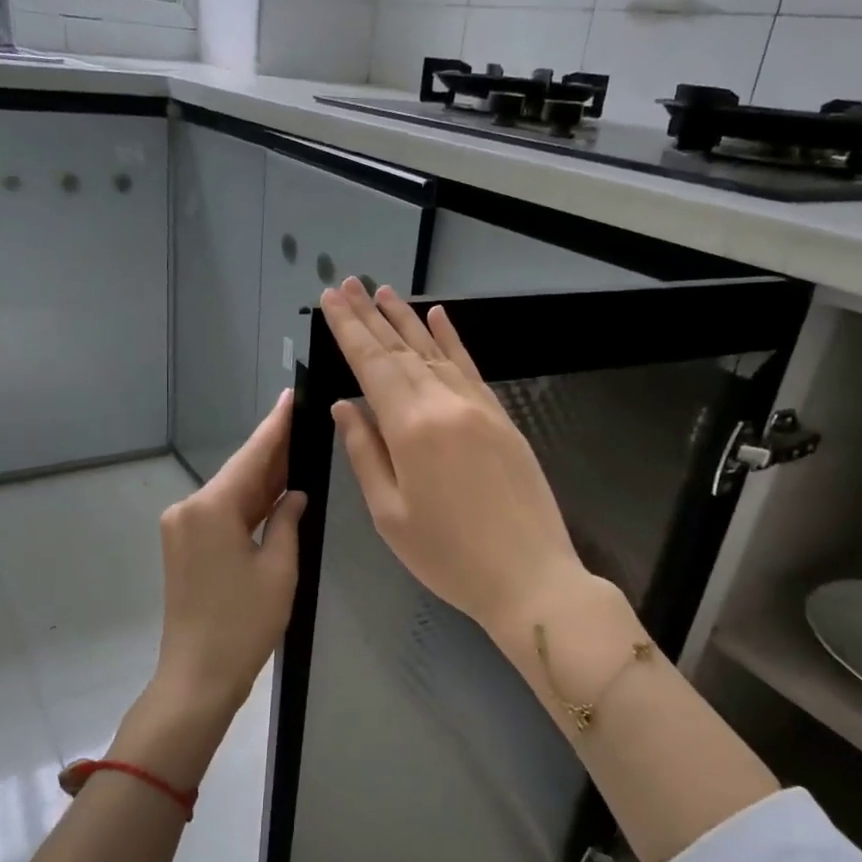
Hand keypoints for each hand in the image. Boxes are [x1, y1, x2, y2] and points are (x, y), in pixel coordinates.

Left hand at [149, 390, 307, 722]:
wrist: (197, 676)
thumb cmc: (244, 624)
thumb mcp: (279, 568)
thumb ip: (288, 521)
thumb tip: (295, 495)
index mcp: (211, 509)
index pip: (251, 457)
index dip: (275, 427)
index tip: (291, 396)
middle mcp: (188, 509)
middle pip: (239, 473)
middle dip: (272, 452)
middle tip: (306, 424)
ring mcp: (182, 528)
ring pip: (230, 494)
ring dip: (262, 481)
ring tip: (298, 452)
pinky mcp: (184, 547)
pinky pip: (221, 514)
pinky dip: (248, 505)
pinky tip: (275, 493)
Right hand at [320, 279, 588, 645]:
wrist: (530, 577)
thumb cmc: (448, 556)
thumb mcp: (390, 514)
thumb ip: (366, 453)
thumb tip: (346, 407)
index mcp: (412, 428)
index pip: (372, 365)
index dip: (349, 330)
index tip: (330, 299)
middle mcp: (446, 404)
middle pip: (400, 351)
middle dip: (370, 316)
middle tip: (347, 284)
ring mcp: (479, 407)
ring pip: (435, 352)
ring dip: (406, 320)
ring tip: (383, 291)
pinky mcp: (502, 418)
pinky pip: (470, 367)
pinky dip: (452, 340)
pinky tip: (439, 317)